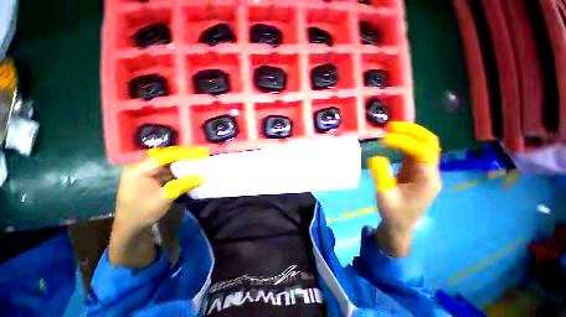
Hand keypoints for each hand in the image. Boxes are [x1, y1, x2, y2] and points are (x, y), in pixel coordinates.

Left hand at [110, 147, 207, 266]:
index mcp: (139, 170)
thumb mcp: (164, 199)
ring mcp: (144, 171)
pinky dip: (176, 169)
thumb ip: (182, 185)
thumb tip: (201, 178)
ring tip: (196, 161)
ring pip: (166, 162)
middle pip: (165, 157)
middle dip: (183, 156)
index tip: (199, 154)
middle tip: (200, 155)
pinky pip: (164, 169)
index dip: (183, 154)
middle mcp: (140, 166)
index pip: (164, 156)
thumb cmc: (142, 213)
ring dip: (181, 162)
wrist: (129, 226)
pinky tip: (187, 170)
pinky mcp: (148, 176)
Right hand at [368, 122, 440, 256]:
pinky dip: (406, 143)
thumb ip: (381, 176)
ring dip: (410, 135)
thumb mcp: (384, 196)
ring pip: (424, 146)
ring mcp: (424, 172)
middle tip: (393, 126)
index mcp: (427, 179)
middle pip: (430, 144)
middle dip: (413, 131)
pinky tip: (394, 140)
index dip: (404, 142)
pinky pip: (415, 152)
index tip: (384, 140)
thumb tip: (376, 157)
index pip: (421, 151)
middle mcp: (430, 172)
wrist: (400, 226)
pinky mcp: (416, 172)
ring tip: (392, 129)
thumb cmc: (394, 213)